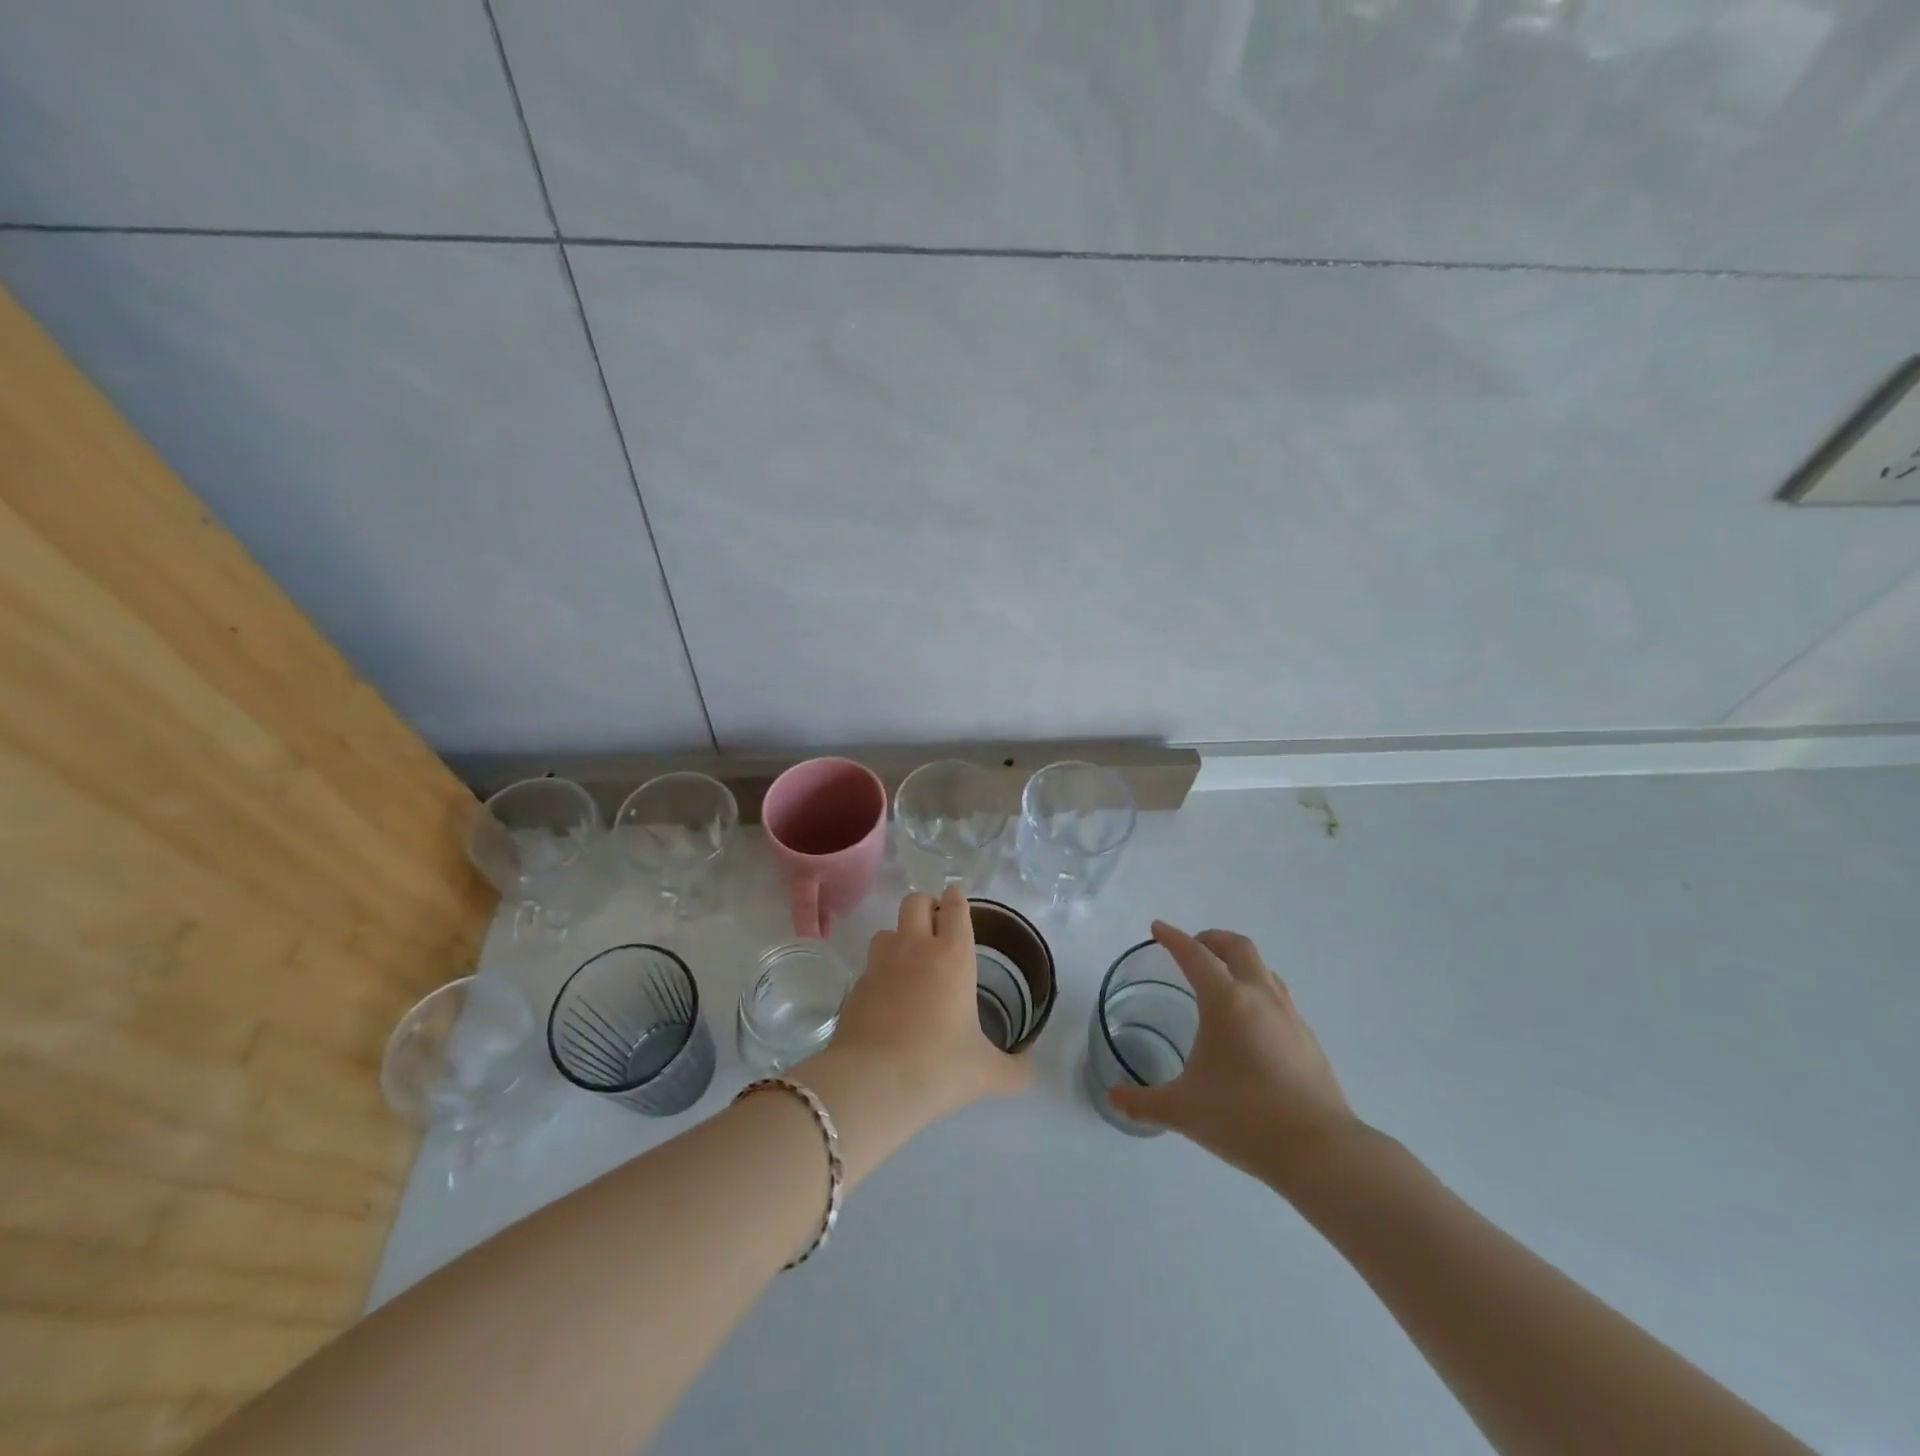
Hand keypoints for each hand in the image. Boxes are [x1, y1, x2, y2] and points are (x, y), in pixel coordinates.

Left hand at [823, 887, 1032, 1125]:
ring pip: (888, 930)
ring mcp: (880, 964)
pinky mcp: (856, 986)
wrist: (873, 1083)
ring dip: (900, 936)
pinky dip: (881, 972)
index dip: (957, 899)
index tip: (956, 898)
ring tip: (910, 960)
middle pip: (915, 902)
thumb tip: (1029, 1073)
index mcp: (952, 956)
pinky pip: (871, 965)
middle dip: (926, 905)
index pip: (955, 908)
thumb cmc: (939, 1067)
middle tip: (936, 925)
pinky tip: (889, 998)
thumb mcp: (986, 1072)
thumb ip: (1014, 1070)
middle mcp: (915, 949)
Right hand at [1107, 922, 1361, 1191]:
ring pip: (1264, 969)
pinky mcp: (1308, 1039)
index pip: (1195, 955)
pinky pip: (1279, 997)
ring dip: (1239, 963)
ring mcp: (1289, 1016)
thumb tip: (1112, 1098)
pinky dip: (1258, 991)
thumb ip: (1143, 1102)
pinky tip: (1250, 1023)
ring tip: (1222, 980)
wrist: (1320, 1151)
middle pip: (1238, 947)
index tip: (1157, 928)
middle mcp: (1259, 997)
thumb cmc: (1244, 1118)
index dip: (1173, 938)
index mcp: (1226, 1001)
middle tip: (1193, 948)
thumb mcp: (1183, 1110)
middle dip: (1212, 940)